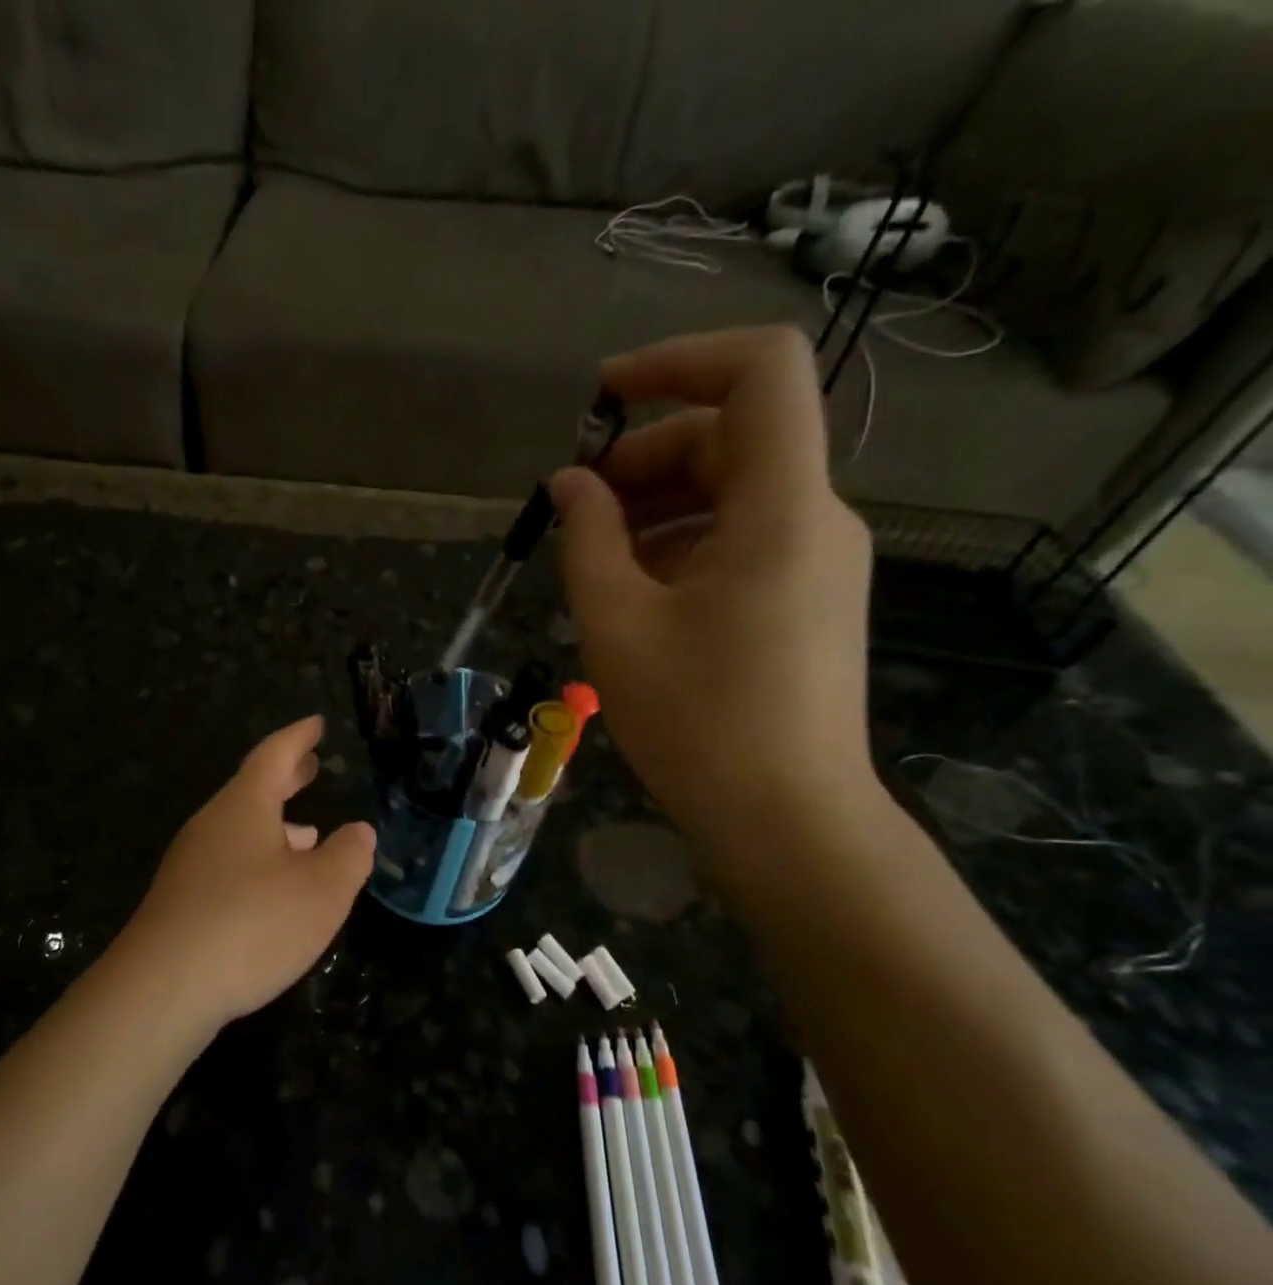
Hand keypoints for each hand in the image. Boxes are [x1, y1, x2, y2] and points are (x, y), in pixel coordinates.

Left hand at [117, 716, 375, 1026]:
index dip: (298, 737)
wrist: (162, 989)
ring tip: (308, 833)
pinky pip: (229, 863)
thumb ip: (348, 856)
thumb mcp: (321, 891)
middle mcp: (212, 825)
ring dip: (275, 825)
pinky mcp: (181, 901)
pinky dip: (259, 859)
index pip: (274, 755)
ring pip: (241, 829)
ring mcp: (191, 863)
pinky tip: (274, 889)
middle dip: (286, 777)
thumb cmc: (251, 925)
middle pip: (253, 789)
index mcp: (244, 807)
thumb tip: (358, 832)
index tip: (315, 723)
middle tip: (311, 765)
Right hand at [548, 327, 877, 849]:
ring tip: (592, 561)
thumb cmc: (696, 720)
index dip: (678, 361)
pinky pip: (740, 539)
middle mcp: (815, 518)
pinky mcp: (805, 598)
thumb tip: (571, 484)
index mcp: (781, 509)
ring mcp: (817, 560)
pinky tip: (631, 594)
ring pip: (731, 493)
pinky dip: (680, 545)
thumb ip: (588, 538)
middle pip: (731, 438)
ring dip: (655, 507)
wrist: (784, 818)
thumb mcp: (618, 624)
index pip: (760, 371)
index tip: (602, 397)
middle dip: (644, 457)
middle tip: (575, 512)